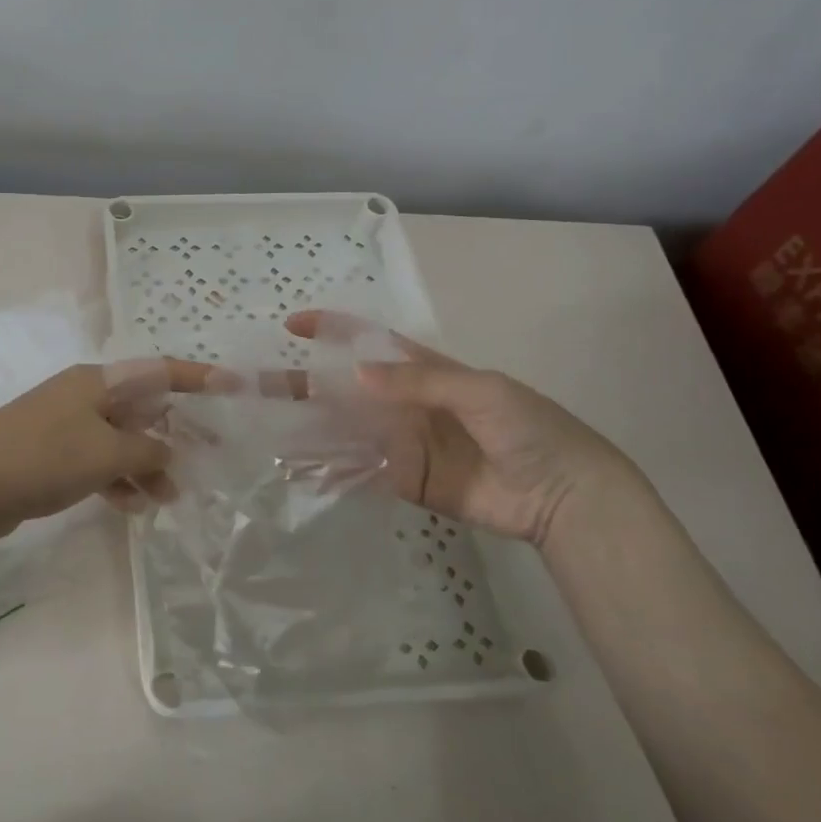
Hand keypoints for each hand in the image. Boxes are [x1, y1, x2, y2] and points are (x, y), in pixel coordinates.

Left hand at [0, 359, 211, 547]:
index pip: (159, 371)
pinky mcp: (51, 456)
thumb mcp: (106, 452)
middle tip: (209, 459)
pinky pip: (98, 463)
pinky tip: (133, 506)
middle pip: (142, 408)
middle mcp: (84, 397)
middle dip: (174, 434)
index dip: (199, 378)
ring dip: (147, 466)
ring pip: (121, 441)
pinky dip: (118, 480)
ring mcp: (65, 426)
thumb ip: (148, 450)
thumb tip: (168, 451)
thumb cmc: (43, 457)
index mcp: (98, 382)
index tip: (234, 386)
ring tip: (168, 498)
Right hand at [286, 311, 653, 550]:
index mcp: (423, 370)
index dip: (331, 330)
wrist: (563, 495)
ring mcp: (400, 443)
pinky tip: (298, 470)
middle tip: (257, 385)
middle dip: (303, 383)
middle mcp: (403, 402)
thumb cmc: (529, 428)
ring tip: (265, 430)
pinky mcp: (403, 481)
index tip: (292, 326)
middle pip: (344, 388)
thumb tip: (353, 373)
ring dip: (307, 429)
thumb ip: (417, 381)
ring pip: (343, 431)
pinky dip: (328, 471)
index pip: (368, 342)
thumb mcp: (480, 391)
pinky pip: (358, 472)